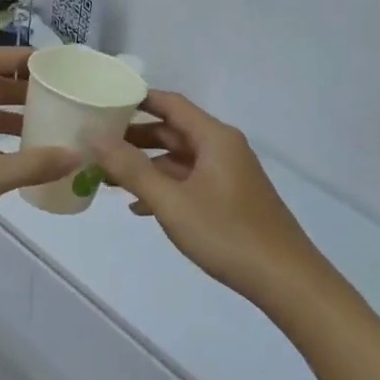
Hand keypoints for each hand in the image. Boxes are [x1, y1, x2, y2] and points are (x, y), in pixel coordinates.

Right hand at [88, 91, 325, 305]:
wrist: (285, 279)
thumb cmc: (226, 234)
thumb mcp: (171, 201)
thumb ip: (131, 168)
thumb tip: (94, 137)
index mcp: (214, 138)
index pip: (170, 104)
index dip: (136, 99)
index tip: (102, 103)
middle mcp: (223, 148)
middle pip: (173, 131)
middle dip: (134, 137)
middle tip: (96, 144)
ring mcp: (229, 174)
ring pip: (179, 159)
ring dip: (146, 166)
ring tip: (108, 178)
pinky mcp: (231, 198)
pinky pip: (190, 181)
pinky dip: (164, 187)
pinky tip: (140, 207)